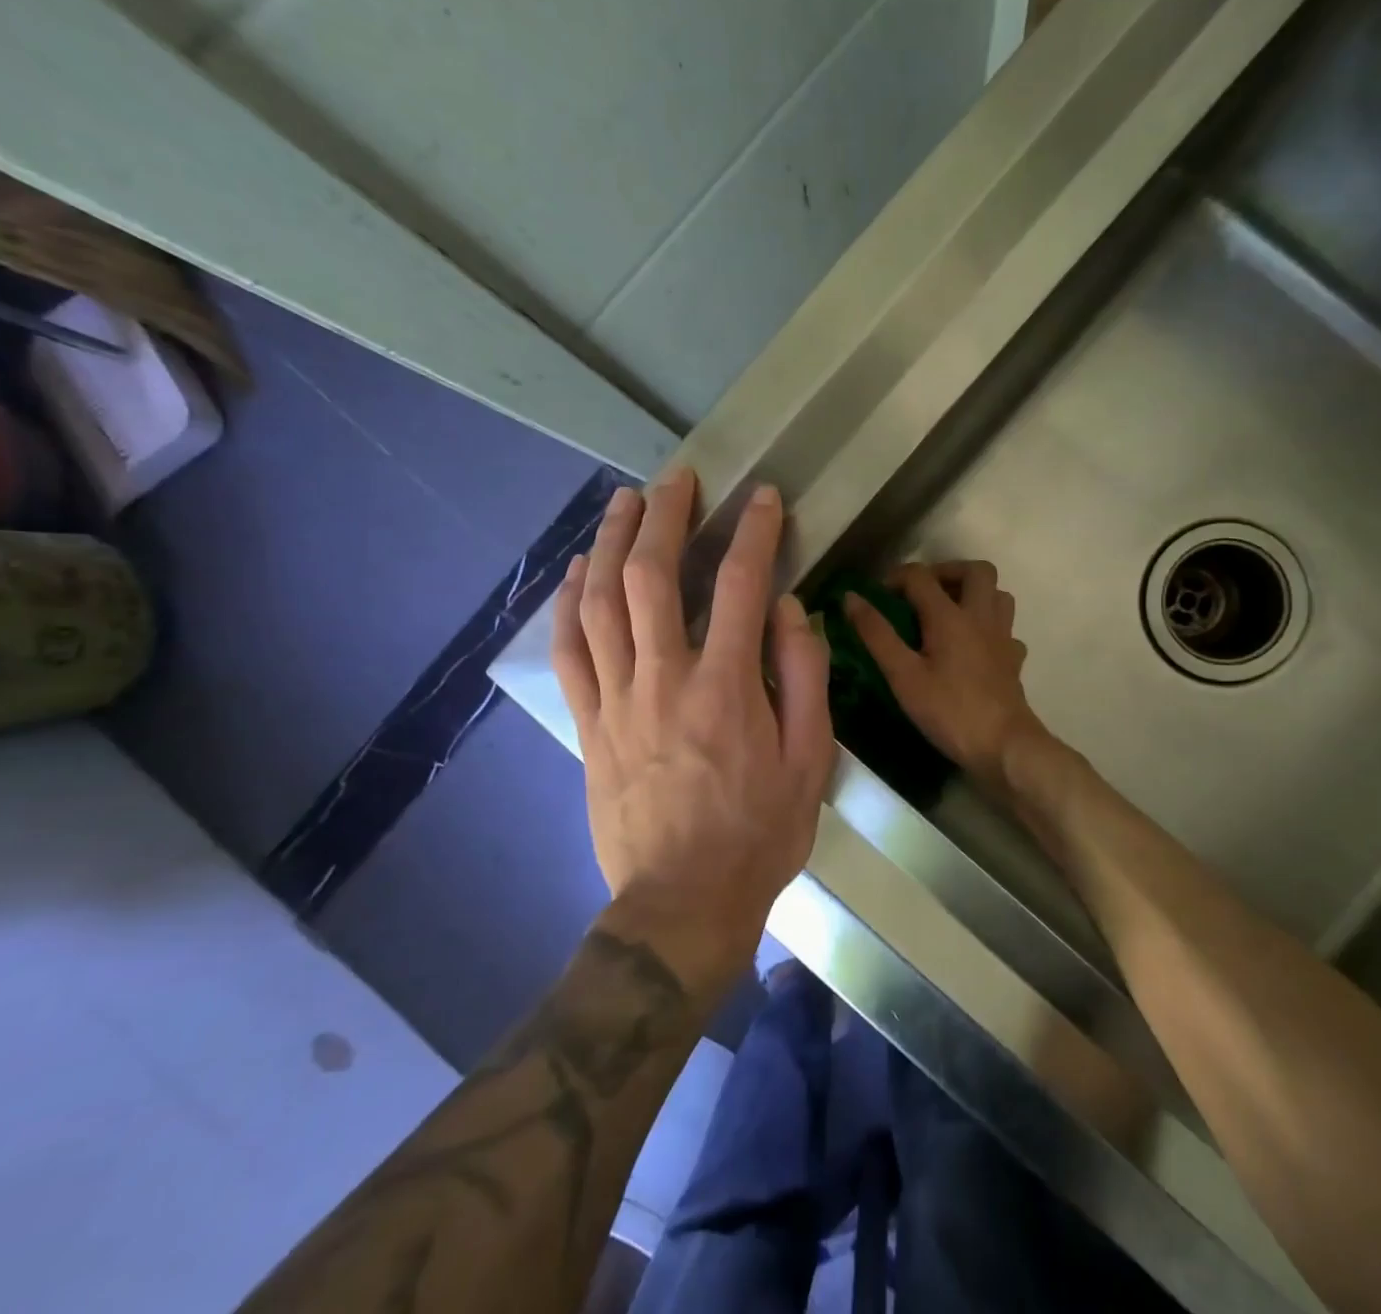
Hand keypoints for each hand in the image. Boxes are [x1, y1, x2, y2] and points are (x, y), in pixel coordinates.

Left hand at [552, 468, 833, 974]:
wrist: (683, 902)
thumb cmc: (759, 832)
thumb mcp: (810, 760)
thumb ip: (803, 676)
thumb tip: (788, 609)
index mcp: (728, 688)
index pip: (743, 586)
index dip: (754, 532)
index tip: (763, 499)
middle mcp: (666, 679)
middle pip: (654, 577)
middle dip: (667, 517)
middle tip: (678, 479)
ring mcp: (618, 700)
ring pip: (602, 603)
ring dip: (613, 543)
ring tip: (625, 502)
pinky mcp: (590, 724)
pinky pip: (570, 651)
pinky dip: (569, 603)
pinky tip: (578, 570)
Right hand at [842, 561, 1047, 786]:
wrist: (1004, 746)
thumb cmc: (949, 710)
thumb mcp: (903, 675)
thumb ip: (876, 634)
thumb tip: (851, 597)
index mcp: (950, 616)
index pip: (921, 576)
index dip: (895, 578)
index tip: (877, 595)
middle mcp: (981, 616)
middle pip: (976, 570)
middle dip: (947, 572)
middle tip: (923, 592)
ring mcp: (1003, 637)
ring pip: (998, 595)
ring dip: (974, 593)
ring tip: (949, 611)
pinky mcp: (1014, 659)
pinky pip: (1005, 629)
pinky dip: (989, 628)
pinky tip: (974, 646)